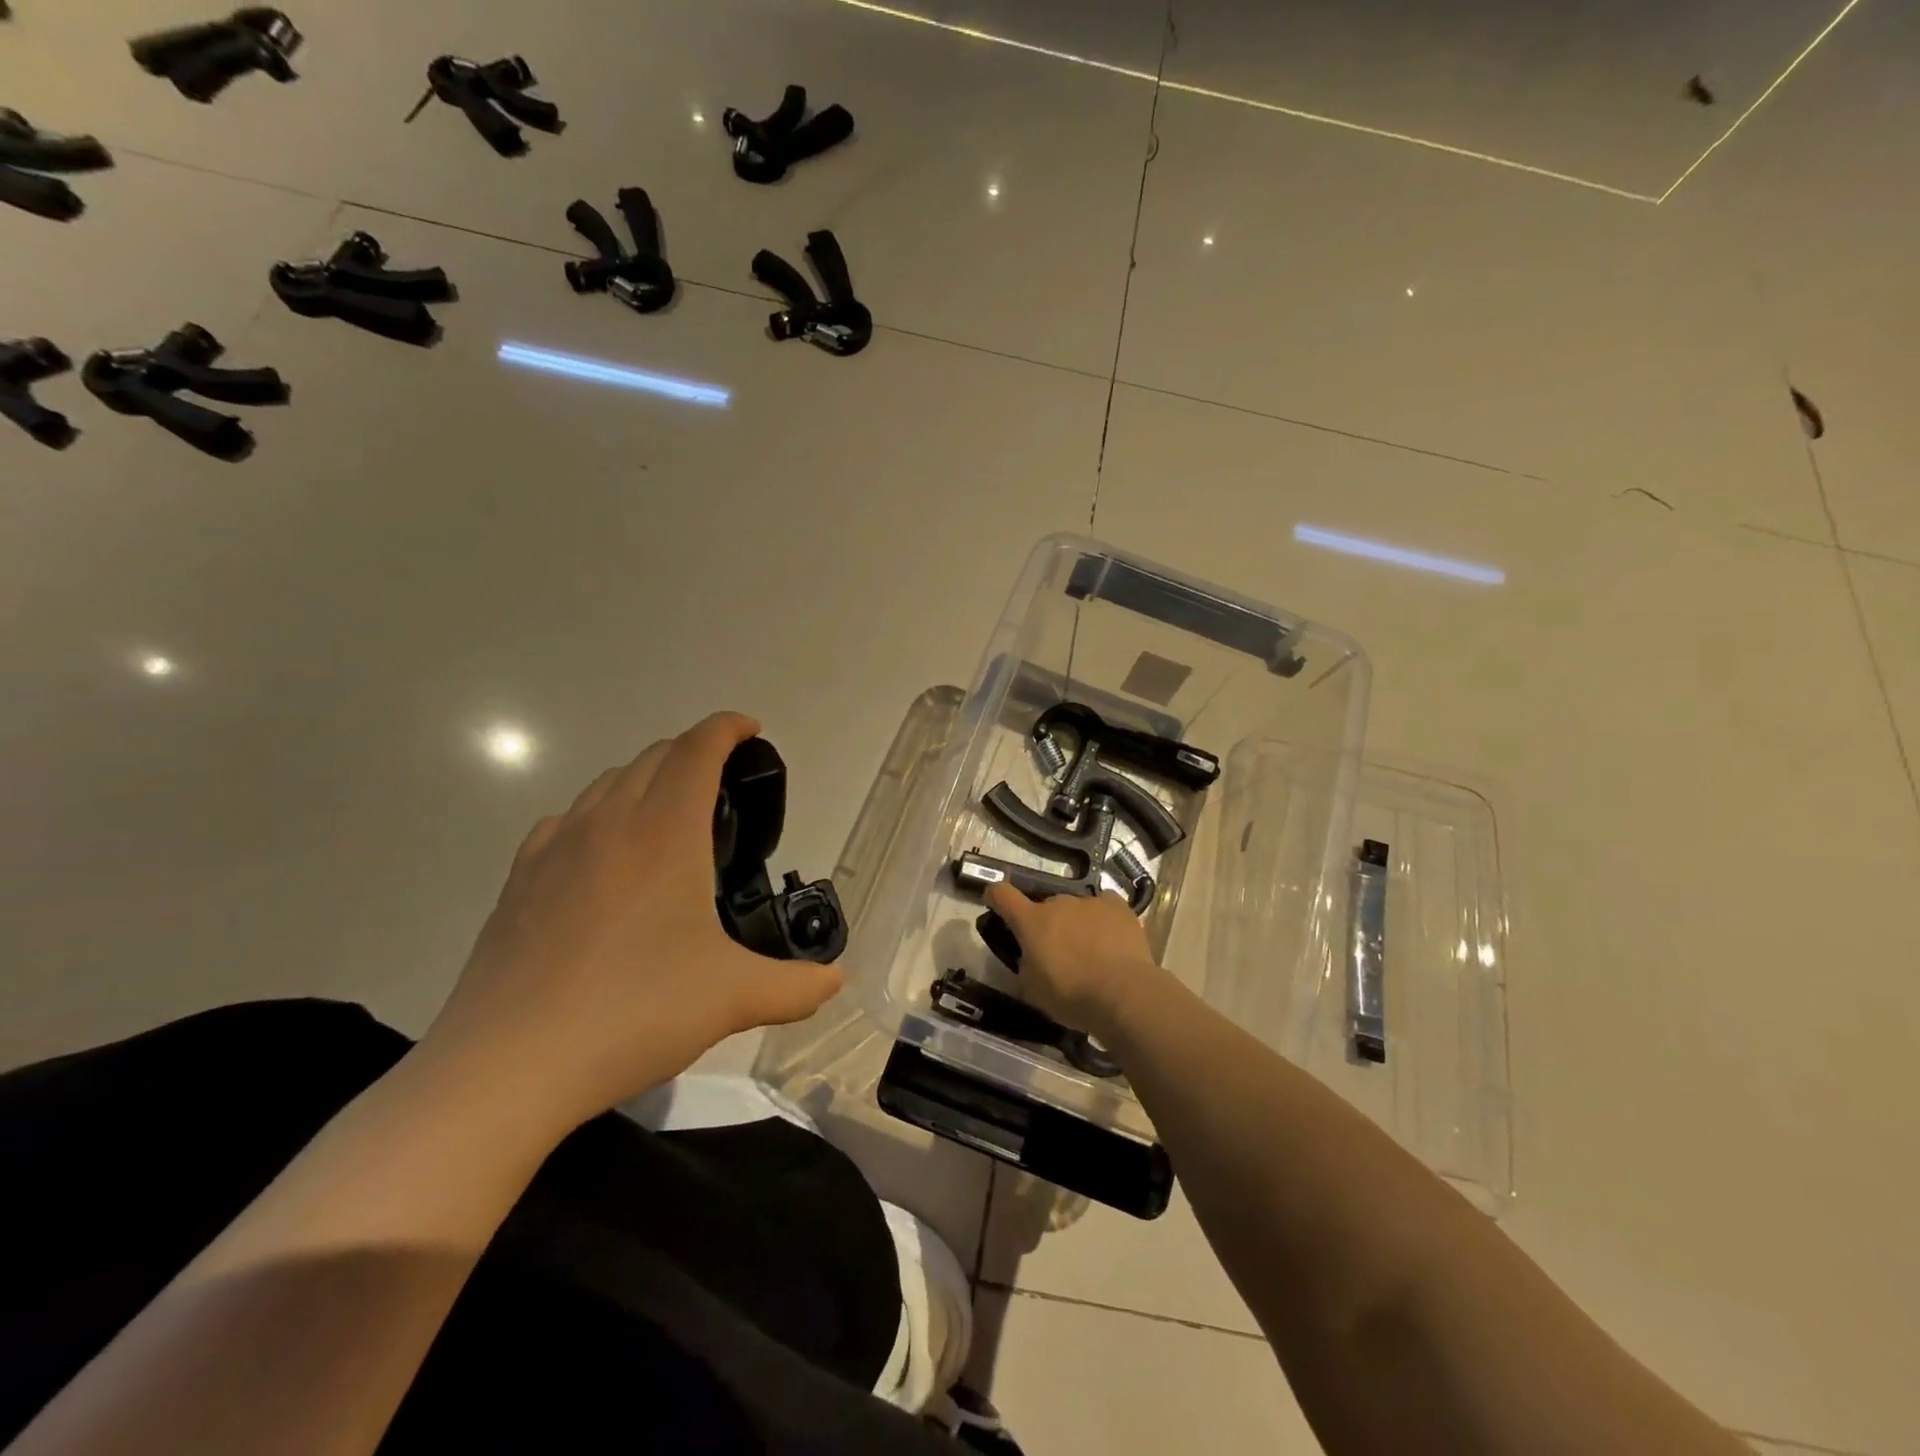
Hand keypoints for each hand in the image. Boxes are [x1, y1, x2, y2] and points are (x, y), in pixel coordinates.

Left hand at [421, 712, 843, 1132]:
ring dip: (647, 779)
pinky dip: (599, 815)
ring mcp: (555, 849)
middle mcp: (608, 824)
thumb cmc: (633, 1013)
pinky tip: (606, 856)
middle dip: (694, 752)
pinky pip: (567, 821)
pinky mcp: (518, 881)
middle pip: (654, 757)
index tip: (752, 730)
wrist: (507, 1067)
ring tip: (670, 814)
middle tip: (725, 782)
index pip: (697, 750)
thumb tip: (836, 980)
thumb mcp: (732, 999)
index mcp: (664, 833)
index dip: (728, 728)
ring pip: (607, 783)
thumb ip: (796, 986)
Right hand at [984, 883, 1168, 1041]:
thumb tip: (1030, 957)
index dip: (995, 897)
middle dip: (1046, 924)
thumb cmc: (1071, 996)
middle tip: (1056, 951)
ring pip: (1075, 908)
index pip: (1001, 894)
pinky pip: (1103, 906)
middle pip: (1045, 906)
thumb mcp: (1033, 990)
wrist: (1124, 994)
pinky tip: (1111, 940)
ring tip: (1090, 951)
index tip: (996, 904)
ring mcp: (1089, 901)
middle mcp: (1058, 903)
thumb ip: (1025, 966)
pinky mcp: (1118, 906)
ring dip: (1075, 923)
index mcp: (1031, 921)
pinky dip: (1102, 919)